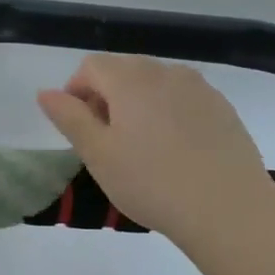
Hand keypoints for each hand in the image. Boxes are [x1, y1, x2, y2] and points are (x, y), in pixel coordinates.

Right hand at [37, 55, 273, 244]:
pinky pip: (183, 99)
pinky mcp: (222, 108)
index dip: (76, 91)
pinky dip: (169, 114)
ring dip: (138, 104)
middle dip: (107, 96)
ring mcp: (199, 88)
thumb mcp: (98, 155)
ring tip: (142, 148)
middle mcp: (165, 72)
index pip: (91, 66)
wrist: (228, 208)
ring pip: (155, 84)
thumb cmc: (151, 182)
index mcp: (130, 79)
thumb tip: (46, 92)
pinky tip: (175, 152)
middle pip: (124, 70)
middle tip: (107, 142)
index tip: (79, 128)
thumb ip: (69, 118)